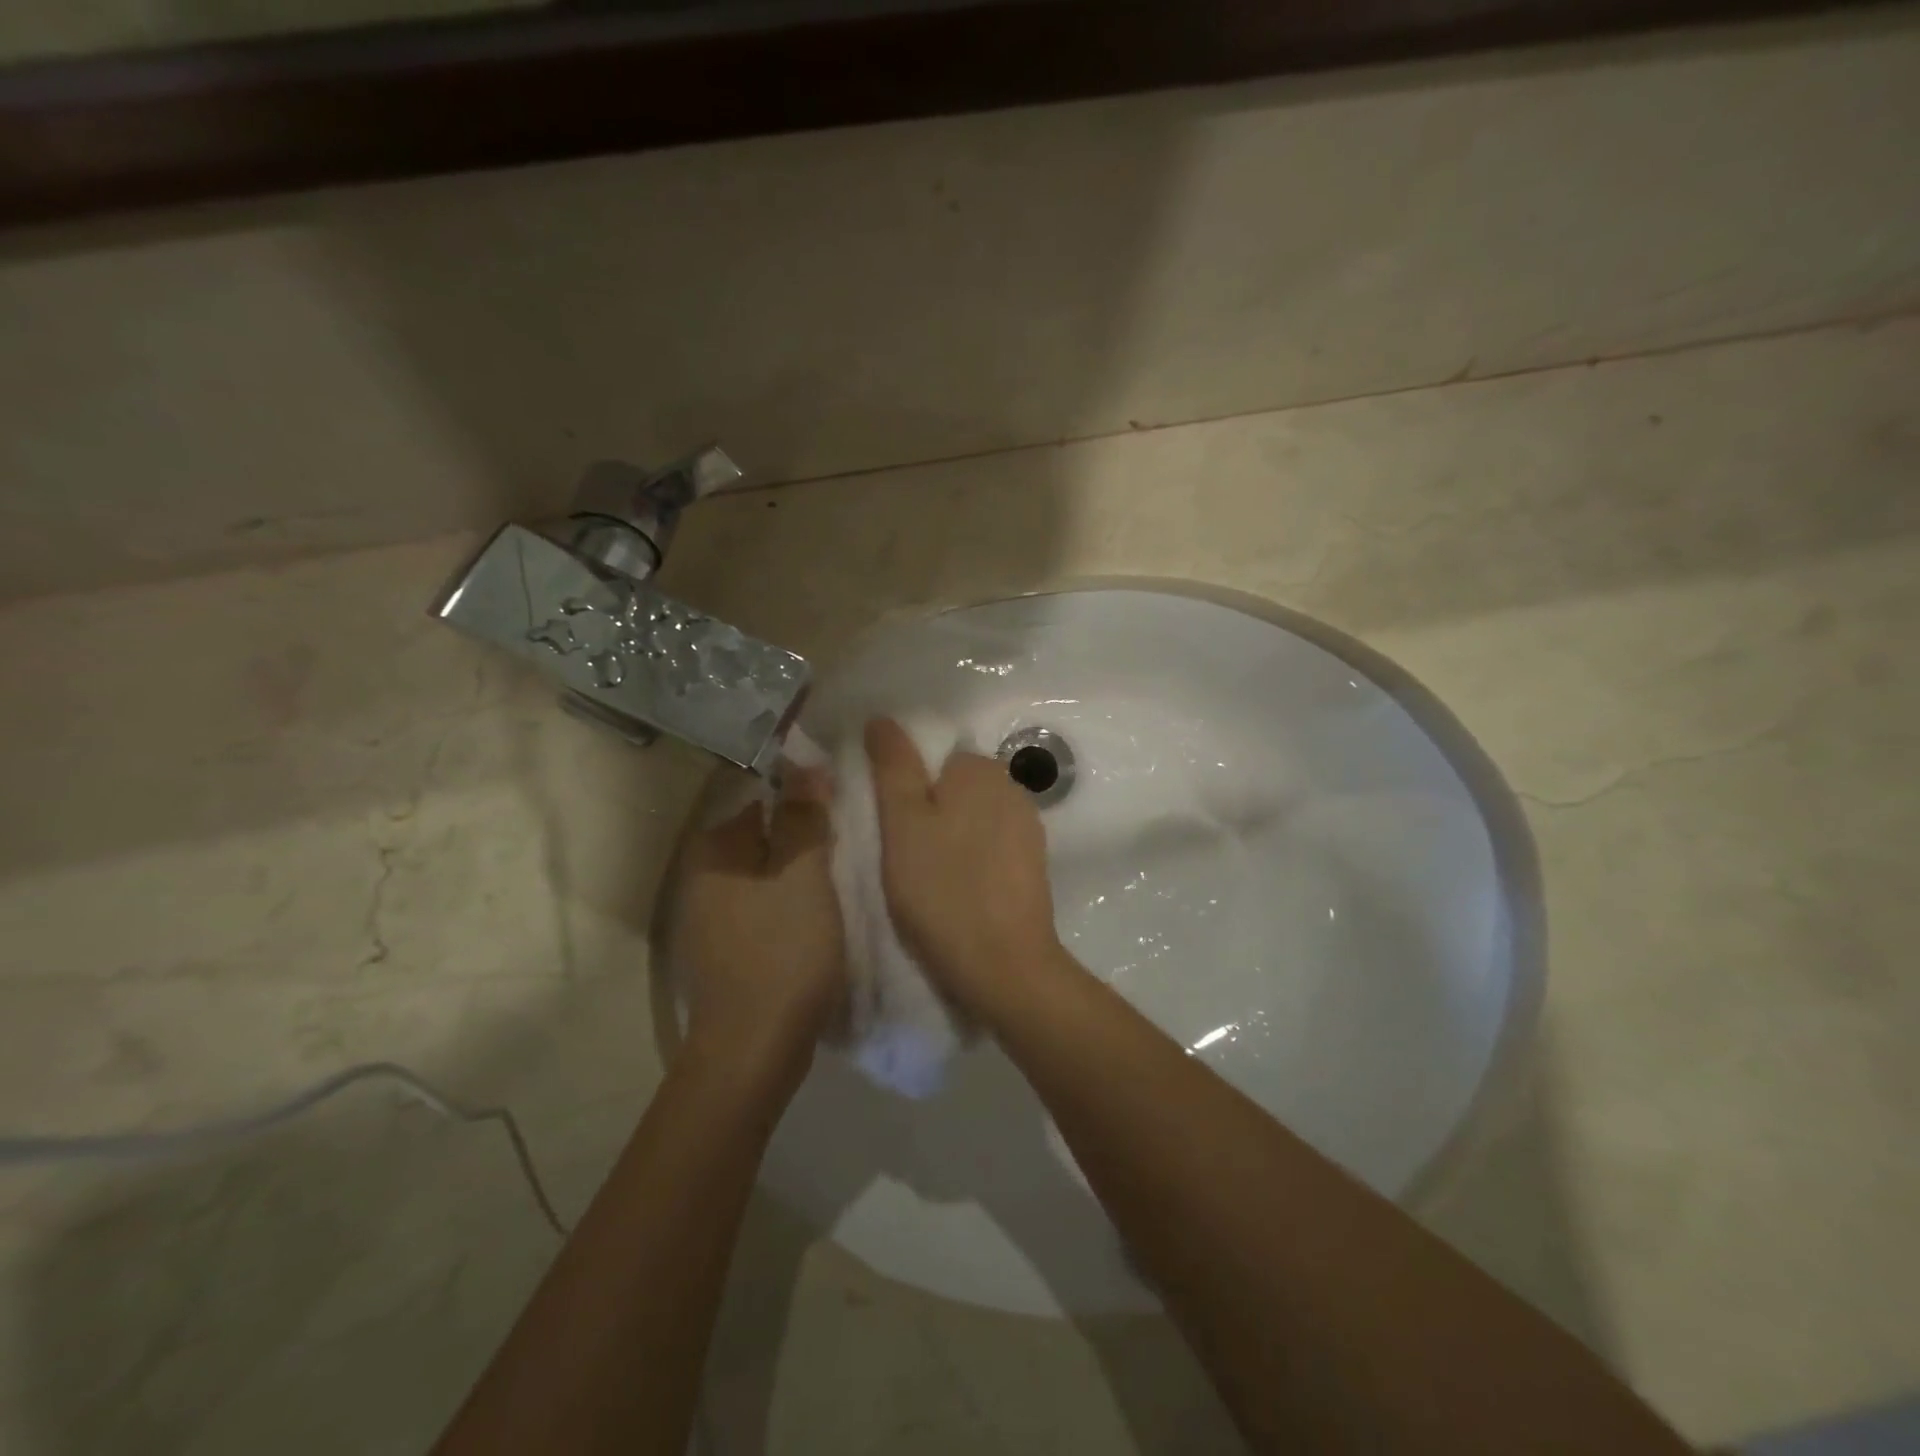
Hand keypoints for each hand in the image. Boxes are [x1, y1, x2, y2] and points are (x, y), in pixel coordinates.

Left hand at [669, 775, 844, 1091]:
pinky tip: (813, 924)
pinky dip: (786, 908)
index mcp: (714, 852)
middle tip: (845, 854)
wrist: (754, 1047)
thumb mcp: (804, 874)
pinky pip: (760, 910)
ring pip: (763, 877)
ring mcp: (708, 919)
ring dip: (797, 877)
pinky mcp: (723, 952)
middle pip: (762, 839)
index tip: (840, 819)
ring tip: (837, 888)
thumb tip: (803, 765)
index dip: (803, 803)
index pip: (760, 801)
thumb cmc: (784, 950)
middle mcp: (700, 878)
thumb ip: (803, 817)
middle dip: (801, 841)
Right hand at [865, 718, 1070, 1023]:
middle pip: (954, 788)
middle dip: (930, 814)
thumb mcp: (902, 823)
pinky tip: (959, 891)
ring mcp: (1029, 827)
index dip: (907, 791)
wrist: (1004, 964)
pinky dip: (973, 860)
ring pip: (973, 819)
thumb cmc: (942, 888)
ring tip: (929, 879)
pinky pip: (992, 847)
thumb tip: (884, 718)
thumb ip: (893, 766)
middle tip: (904, 857)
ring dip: (951, 838)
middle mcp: (1012, 787)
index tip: (890, 828)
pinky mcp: (1035, 863)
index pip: (933, 760)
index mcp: (979, 769)